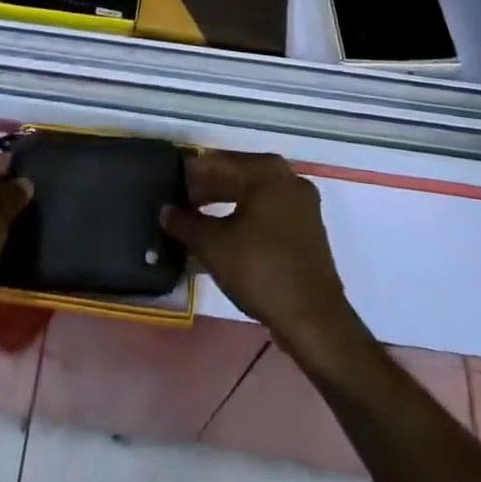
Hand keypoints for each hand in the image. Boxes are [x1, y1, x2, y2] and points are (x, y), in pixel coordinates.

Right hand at [161, 151, 354, 355]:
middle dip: (209, 188)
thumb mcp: (213, 246)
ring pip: (255, 195)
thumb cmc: (261, 270)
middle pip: (239, 175)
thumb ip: (185, 223)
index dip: (192, 173)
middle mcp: (288, 177)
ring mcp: (302, 203)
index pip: (220, 162)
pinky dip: (246, 217)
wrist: (314, 319)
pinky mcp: (308, 228)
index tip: (171, 182)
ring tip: (198, 219)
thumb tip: (165, 211)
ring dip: (226, 203)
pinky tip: (227, 234)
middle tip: (181, 202)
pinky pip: (270, 212)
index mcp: (267, 171)